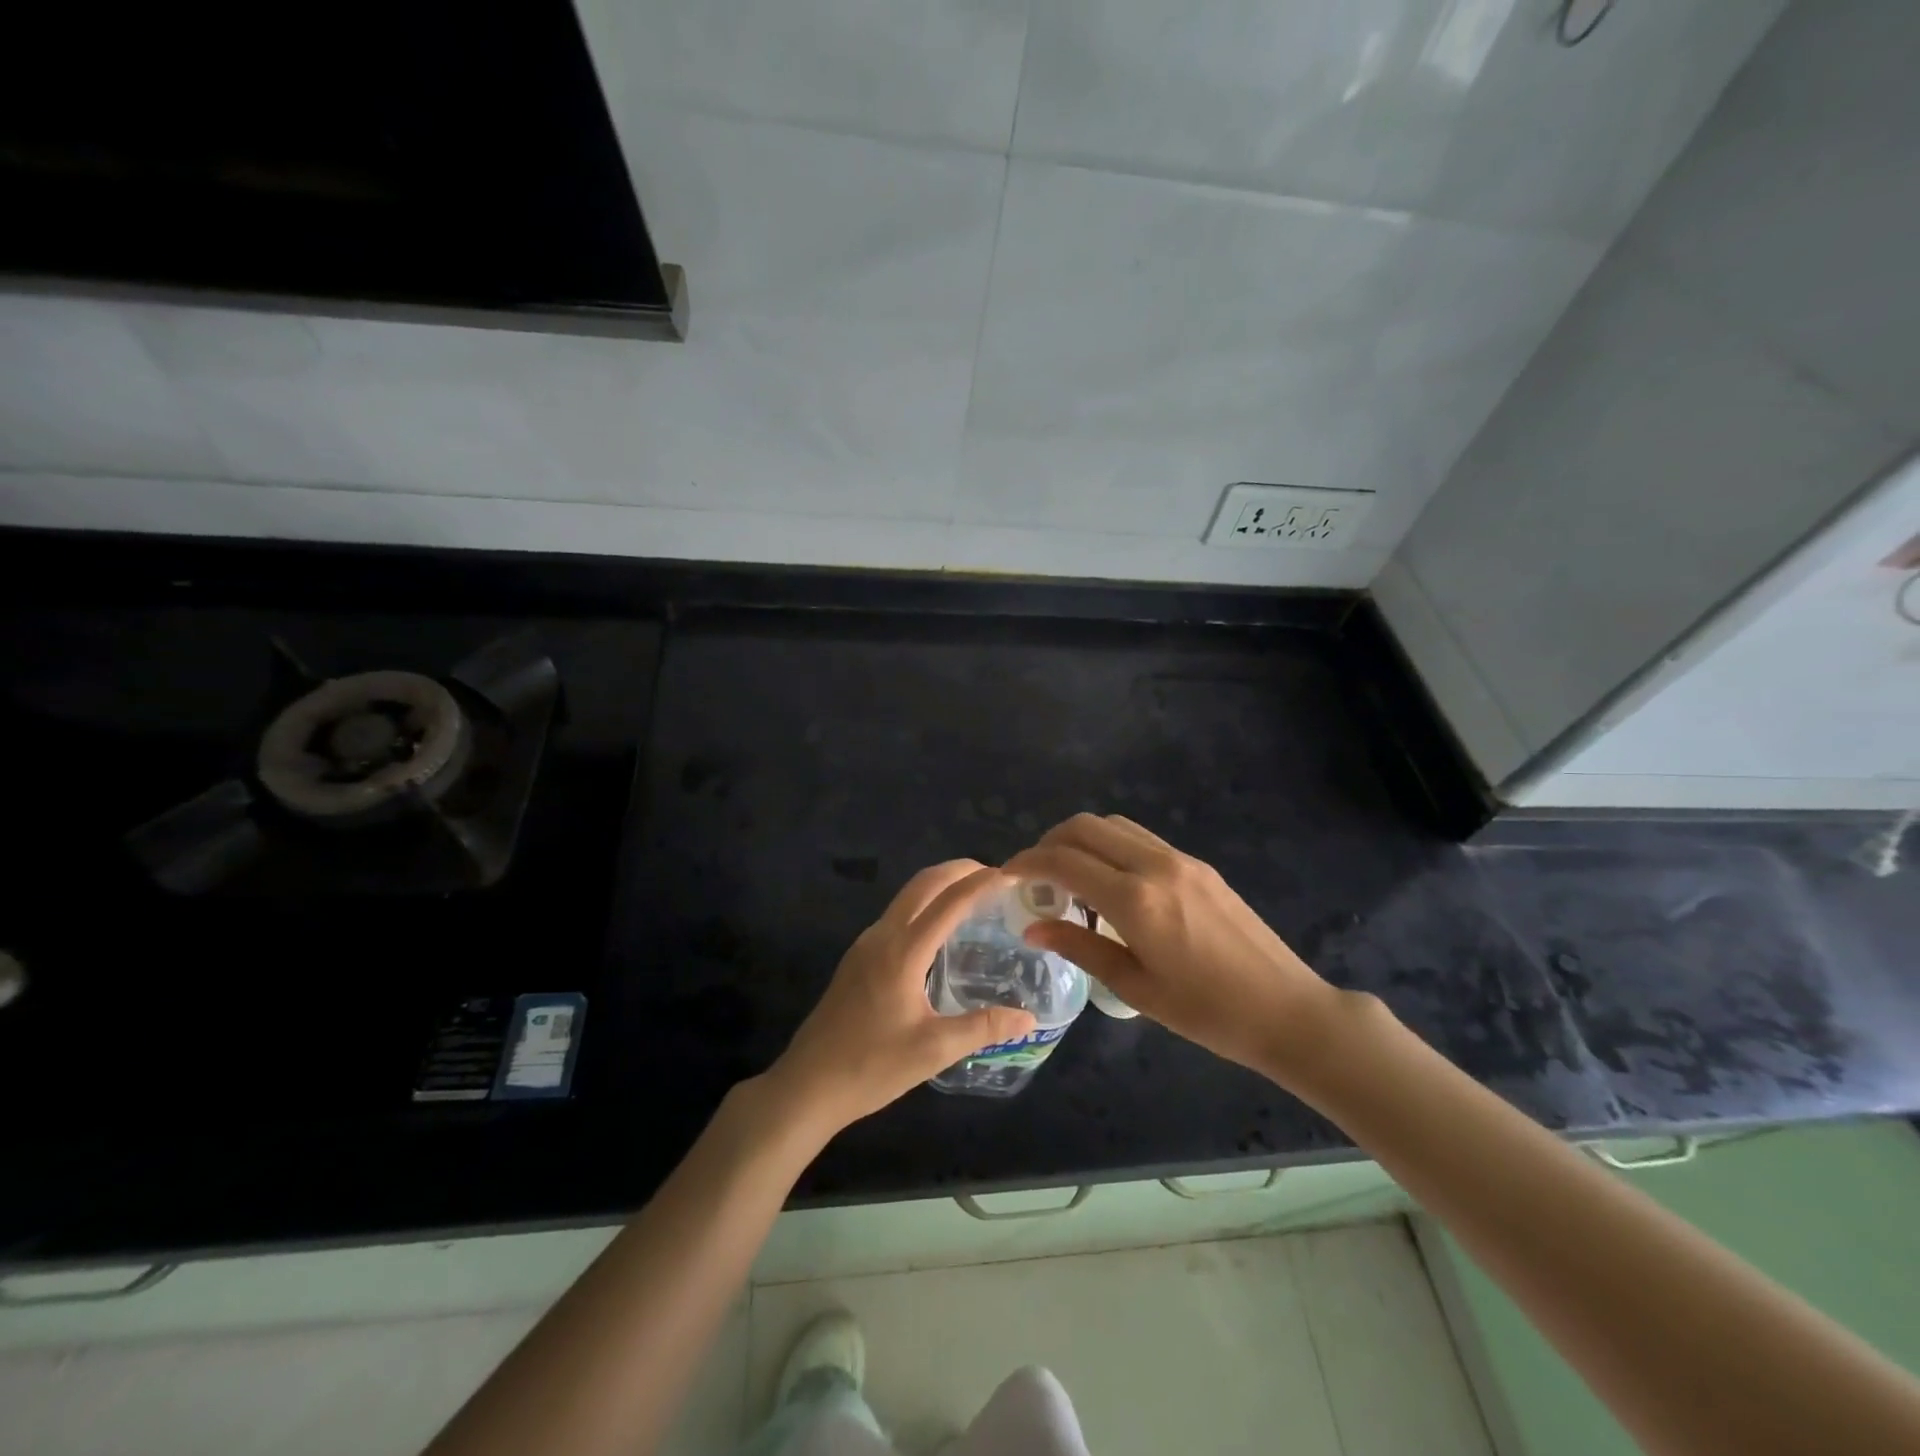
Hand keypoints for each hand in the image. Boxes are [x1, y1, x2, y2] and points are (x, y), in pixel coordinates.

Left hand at [766, 860, 1037, 1133]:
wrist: (807, 1084)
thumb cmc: (871, 1066)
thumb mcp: (934, 1051)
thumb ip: (983, 1027)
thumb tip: (1029, 1018)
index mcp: (902, 951)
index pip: (949, 902)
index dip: (981, 883)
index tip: (1011, 874)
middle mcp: (882, 936)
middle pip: (923, 884)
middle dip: (958, 870)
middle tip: (994, 876)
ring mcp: (865, 945)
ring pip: (906, 897)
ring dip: (939, 885)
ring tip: (972, 896)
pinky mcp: (857, 958)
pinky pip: (896, 915)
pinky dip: (923, 905)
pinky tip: (938, 931)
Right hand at [1005, 814, 1343, 1079]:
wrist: (1286, 1009)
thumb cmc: (1207, 1013)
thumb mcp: (1136, 988)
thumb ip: (1080, 947)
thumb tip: (1033, 927)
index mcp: (1136, 901)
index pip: (1065, 861)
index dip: (1027, 862)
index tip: (1006, 876)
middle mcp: (1155, 866)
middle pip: (1085, 827)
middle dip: (1049, 842)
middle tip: (1034, 875)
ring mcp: (1180, 860)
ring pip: (1114, 825)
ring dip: (1081, 840)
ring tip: (1069, 878)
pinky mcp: (1198, 864)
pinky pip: (1140, 838)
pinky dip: (1110, 846)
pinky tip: (1110, 883)